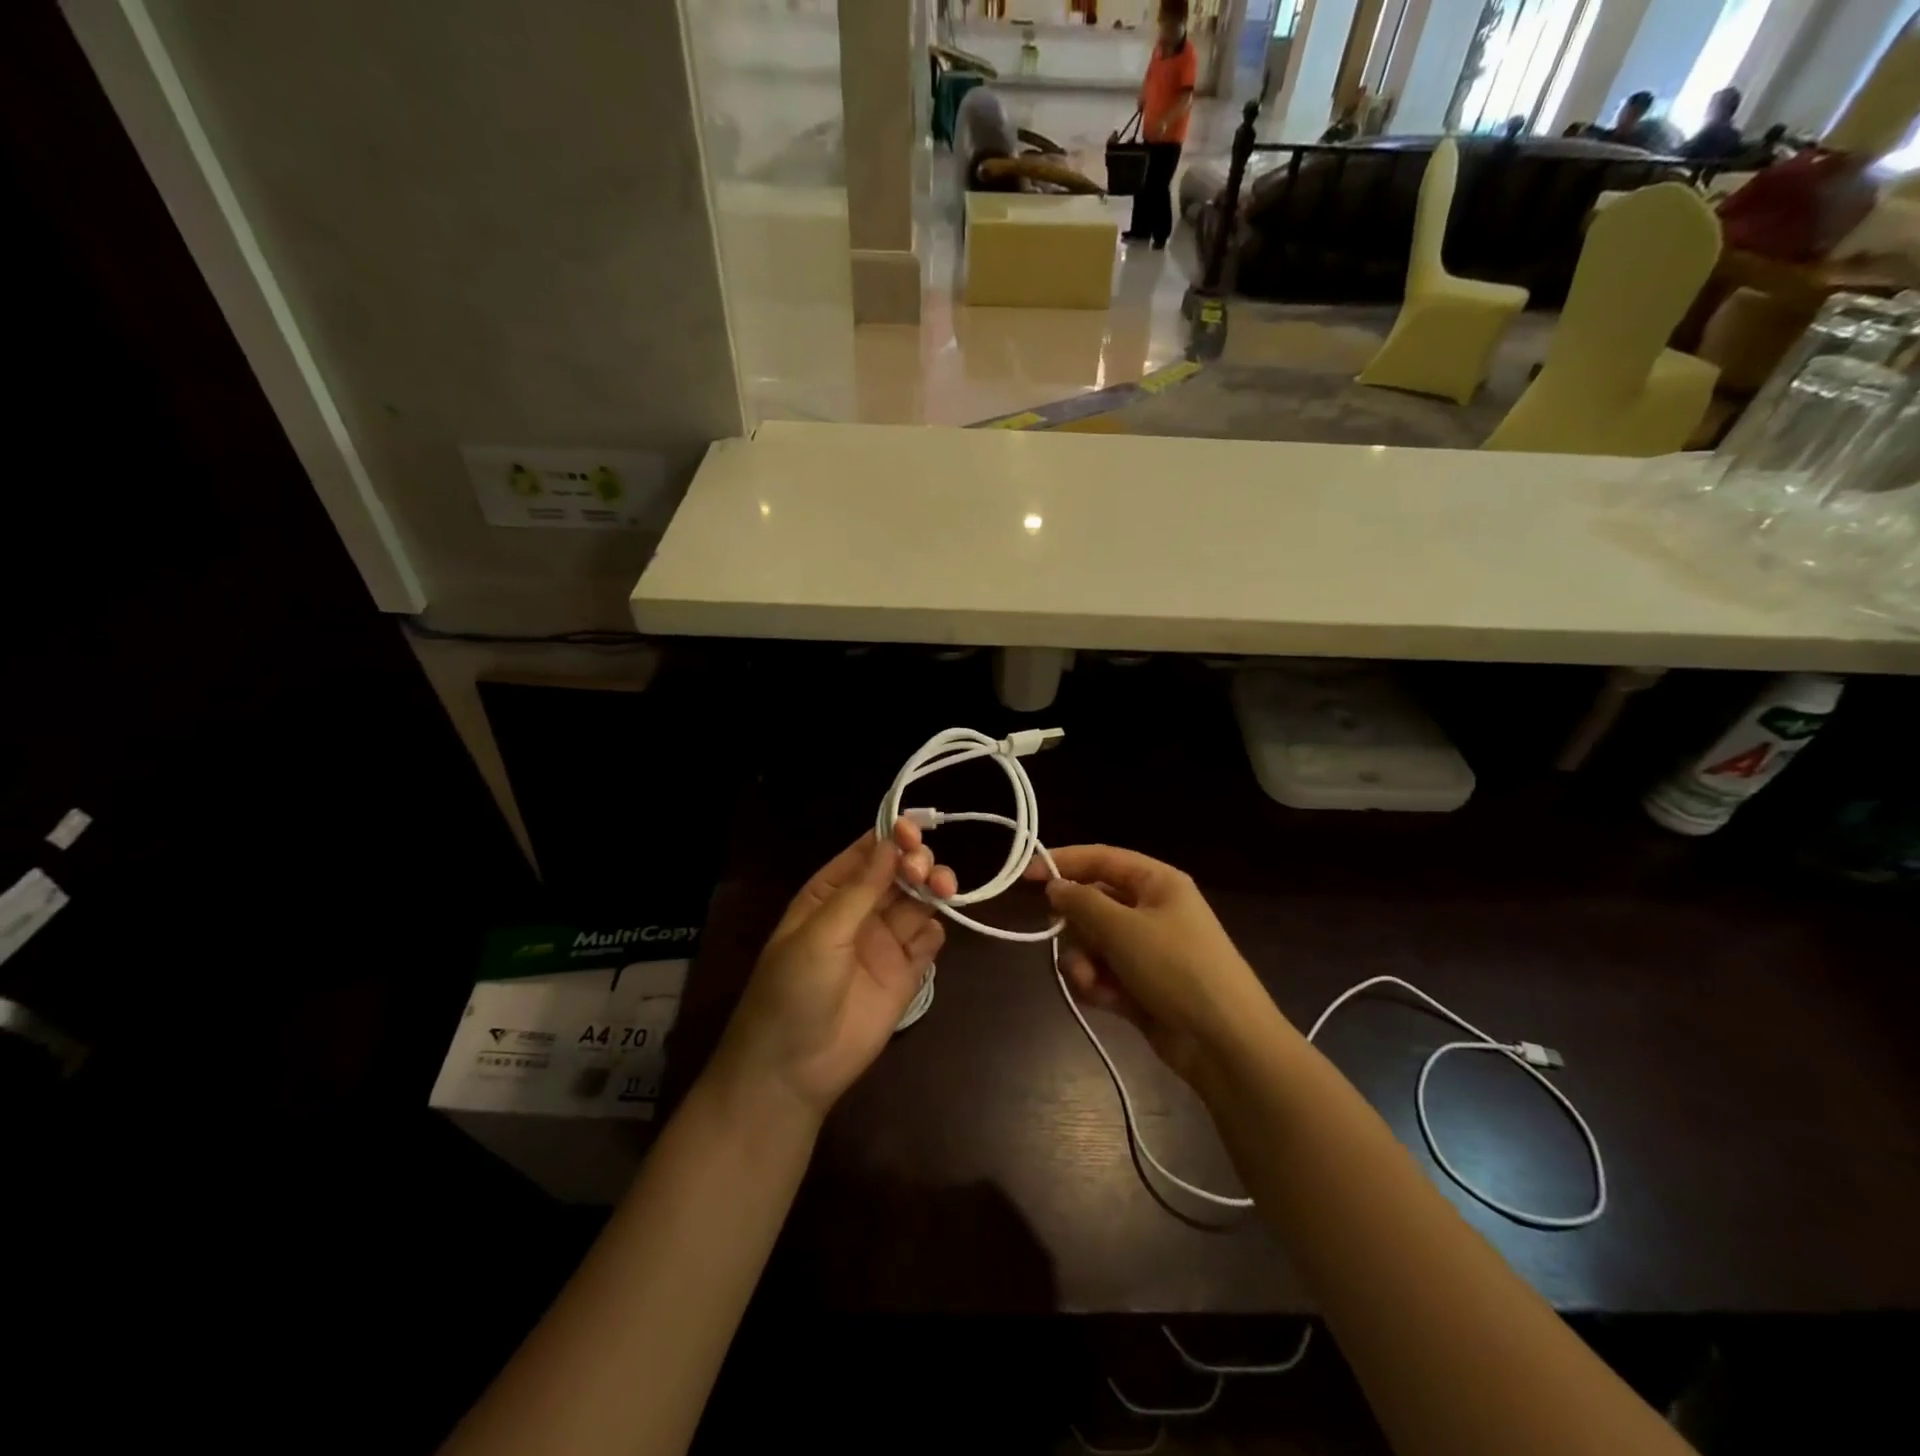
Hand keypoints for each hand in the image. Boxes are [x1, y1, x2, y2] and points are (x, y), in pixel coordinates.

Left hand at [711, 820, 957, 1119]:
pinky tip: (932, 931)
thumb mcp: (820, 934)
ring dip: (933, 889)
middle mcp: (861, 912)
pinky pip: (928, 941)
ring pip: (918, 902)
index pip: (866, 854)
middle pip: (899, 874)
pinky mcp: (906, 974)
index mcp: (829, 895)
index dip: (891, 837)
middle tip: (923, 869)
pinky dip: (936, 930)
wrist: (793, 1070)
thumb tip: (892, 844)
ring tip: (943, 888)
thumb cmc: (793, 990)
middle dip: (916, 862)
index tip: (915, 829)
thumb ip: (860, 891)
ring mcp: (884, 943)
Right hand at [1026, 845, 1268, 1083]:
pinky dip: (1097, 985)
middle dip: (1076, 927)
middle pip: (1093, 904)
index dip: (1063, 862)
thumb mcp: (1123, 928)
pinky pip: (1103, 974)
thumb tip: (1055, 887)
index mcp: (1157, 883)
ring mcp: (1146, 950)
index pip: (1102, 859)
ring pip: (1093, 942)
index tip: (1026, 876)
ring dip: (1083, 961)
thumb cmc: (1176, 968)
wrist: (1224, 1043)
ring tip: (1090, 981)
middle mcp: (1151, 910)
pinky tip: (1104, 1000)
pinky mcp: (1140, 986)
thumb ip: (1082, 903)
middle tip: (1066, 939)